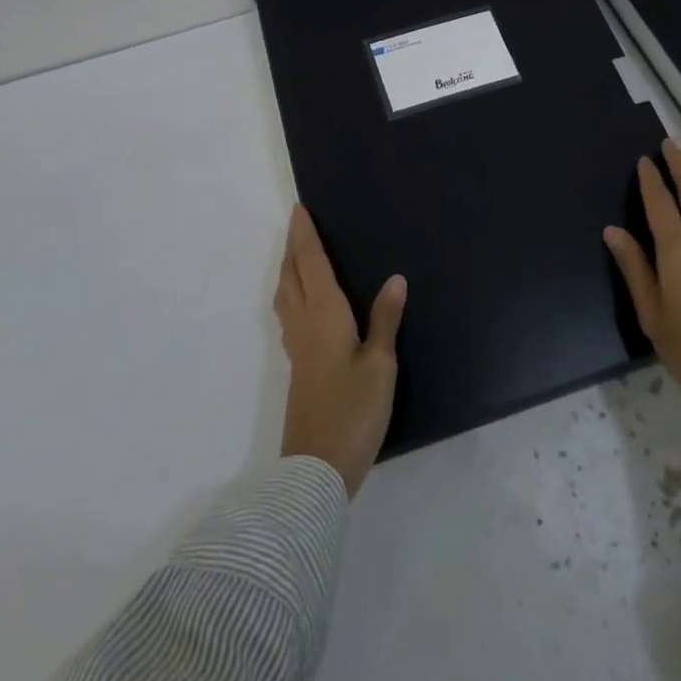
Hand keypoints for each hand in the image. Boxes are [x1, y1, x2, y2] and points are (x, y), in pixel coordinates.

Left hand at [274, 203, 406, 497]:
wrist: (316, 470)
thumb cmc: (353, 411)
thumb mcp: (380, 365)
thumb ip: (385, 320)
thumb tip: (395, 278)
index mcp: (324, 314)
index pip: (311, 263)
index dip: (304, 235)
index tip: (298, 210)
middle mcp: (304, 323)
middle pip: (291, 275)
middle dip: (292, 247)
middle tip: (297, 224)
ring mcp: (296, 347)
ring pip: (285, 295)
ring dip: (287, 269)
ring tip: (295, 256)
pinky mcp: (297, 367)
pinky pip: (288, 313)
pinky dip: (291, 293)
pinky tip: (303, 304)